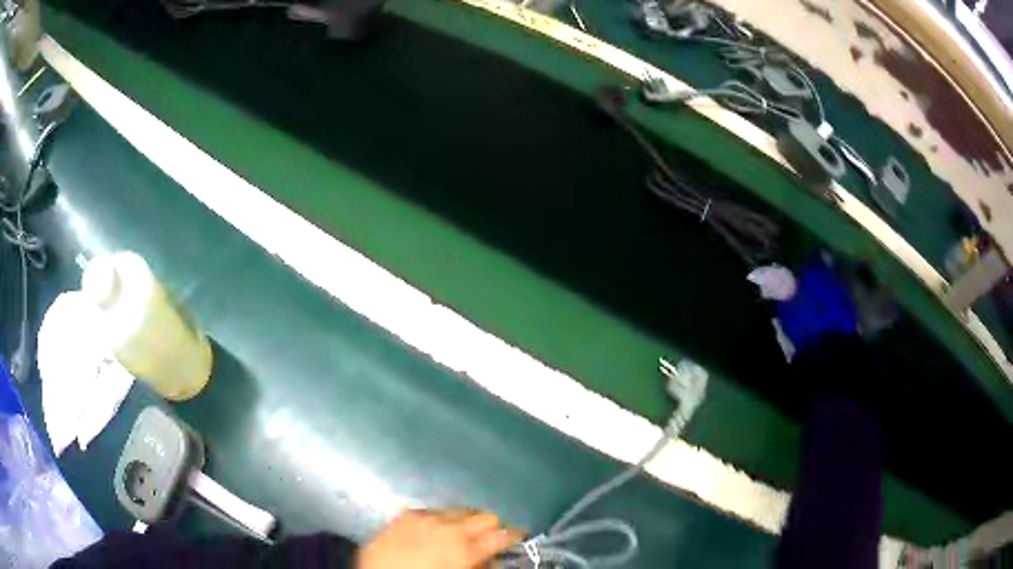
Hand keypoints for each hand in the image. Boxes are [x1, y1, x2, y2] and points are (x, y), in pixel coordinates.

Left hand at [357, 509, 523, 568]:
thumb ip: (481, 566)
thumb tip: (492, 558)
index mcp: (466, 548)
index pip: (504, 534)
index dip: (515, 535)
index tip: (519, 537)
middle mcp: (450, 527)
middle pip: (485, 516)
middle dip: (492, 526)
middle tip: (491, 536)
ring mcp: (426, 517)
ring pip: (460, 509)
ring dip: (466, 519)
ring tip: (462, 531)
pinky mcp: (406, 514)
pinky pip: (433, 509)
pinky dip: (440, 517)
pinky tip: (435, 528)